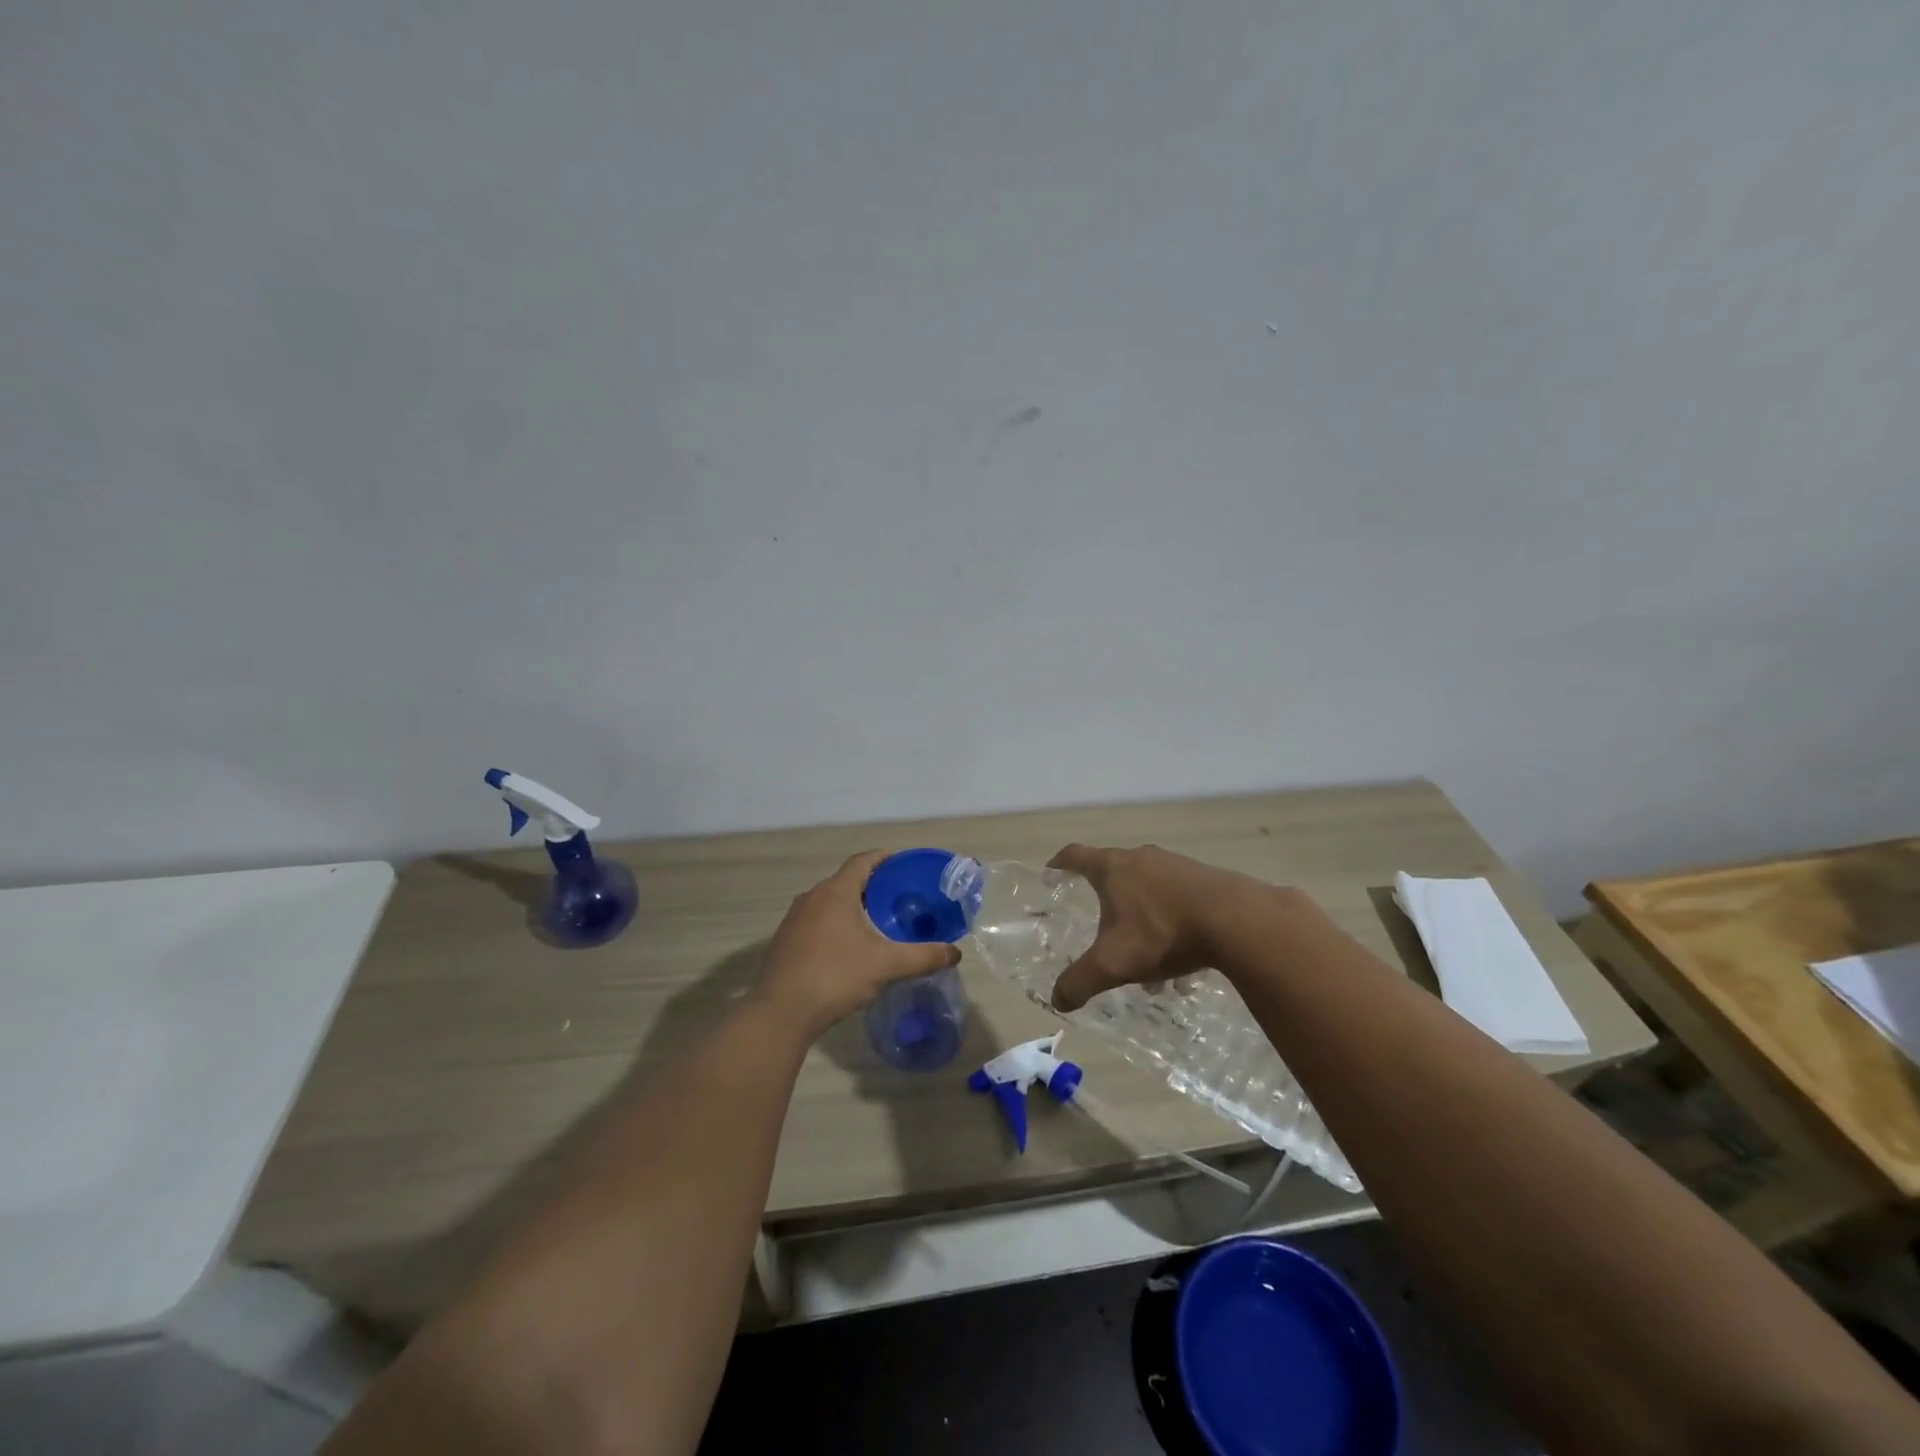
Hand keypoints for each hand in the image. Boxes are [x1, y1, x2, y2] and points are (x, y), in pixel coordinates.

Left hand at [754, 850, 960, 1036]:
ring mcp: (794, 918)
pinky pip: (816, 920)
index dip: (885, 859)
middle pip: (847, 880)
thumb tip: (955, 953)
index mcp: (836, 892)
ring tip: (877, 923)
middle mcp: (812, 897)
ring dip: (852, 906)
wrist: (780, 1012)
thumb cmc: (835, 976)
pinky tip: (848, 948)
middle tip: (899, 899)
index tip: (904, 866)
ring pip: (830, 902)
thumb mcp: (886, 966)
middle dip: (873, 886)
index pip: (863, 861)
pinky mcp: (785, 940)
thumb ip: (923, 957)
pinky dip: (835, 924)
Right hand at [1046, 842, 1276, 1012]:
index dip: (1059, 865)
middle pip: (1113, 870)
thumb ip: (1080, 981)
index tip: (1050, 873)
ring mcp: (1175, 864)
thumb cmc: (1162, 932)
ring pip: (1147, 886)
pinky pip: (1177, 895)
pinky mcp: (1204, 877)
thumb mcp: (1114, 963)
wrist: (1236, 919)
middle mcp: (1141, 857)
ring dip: (1140, 913)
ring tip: (1144, 951)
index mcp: (1112, 868)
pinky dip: (1169, 918)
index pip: (1075, 855)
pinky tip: (1180, 953)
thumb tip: (1057, 999)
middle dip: (1105, 897)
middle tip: (1101, 924)